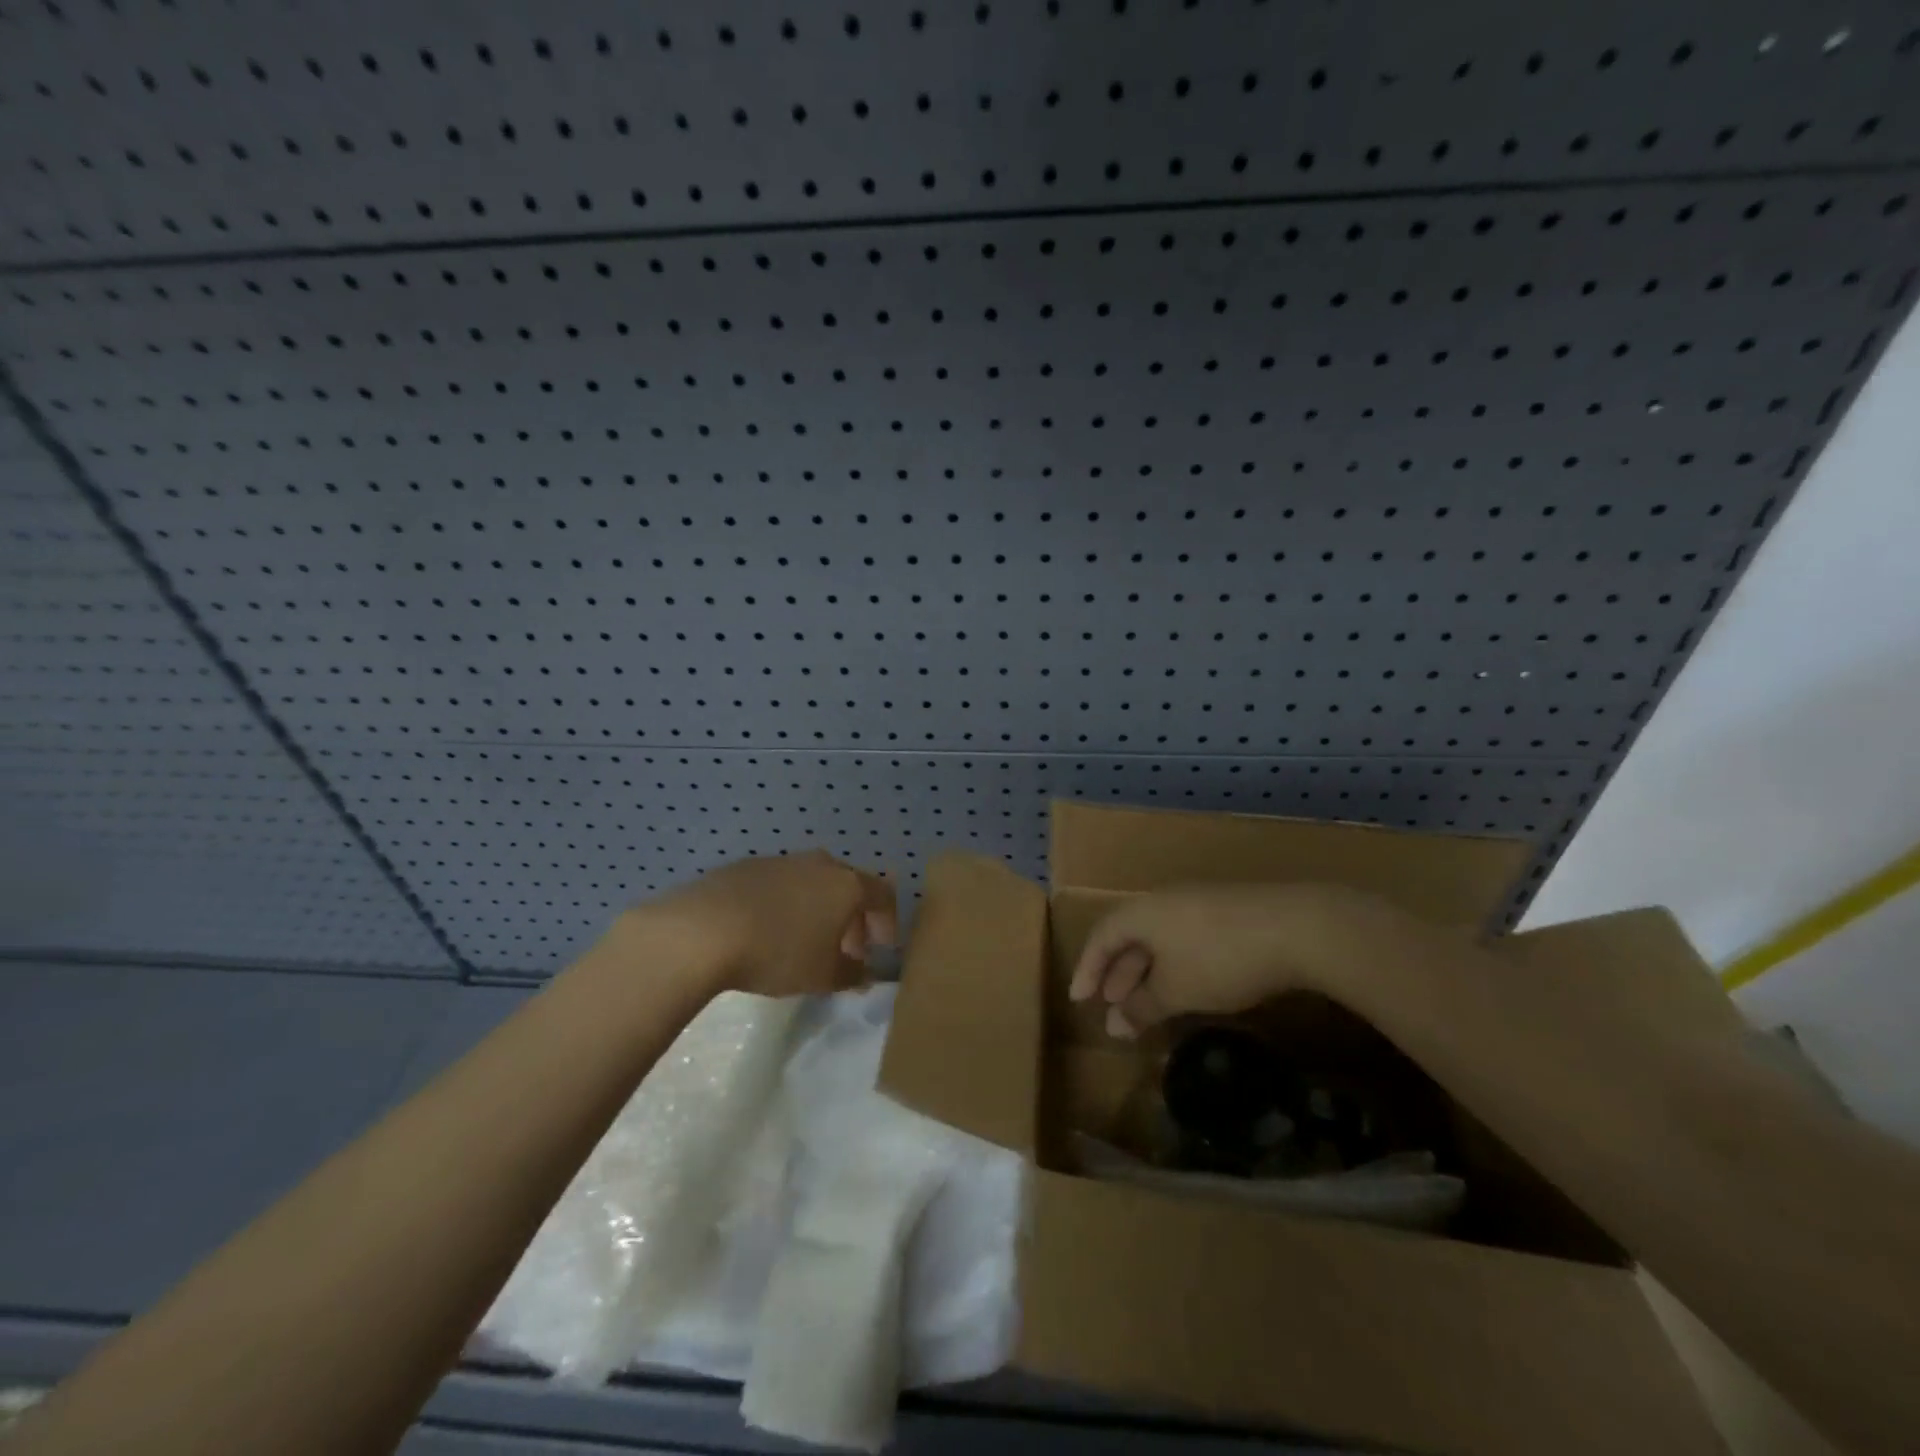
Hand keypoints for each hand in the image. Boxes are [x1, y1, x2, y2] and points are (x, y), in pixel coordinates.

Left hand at [633, 851, 897, 997]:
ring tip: (806, 941)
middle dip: (853, 917)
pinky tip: (768, 930)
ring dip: (818, 909)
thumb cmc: (778, 952)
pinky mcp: (748, 866)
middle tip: (847, 949)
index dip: (887, 921)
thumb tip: (862, 973)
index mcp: (847, 884)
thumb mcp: (822, 976)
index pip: (883, 895)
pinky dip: (786, 904)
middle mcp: (820, 864)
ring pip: (813, 883)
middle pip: (848, 886)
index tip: (881, 948)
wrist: (703, 929)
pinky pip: (780, 885)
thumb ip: (850, 974)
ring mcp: (782, 861)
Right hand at [1068, 883, 1419, 1038]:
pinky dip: (1174, 967)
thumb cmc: (1220, 958)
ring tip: (1147, 1007)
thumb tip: (1114, 1025)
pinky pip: (1184, 940)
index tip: (1080, 1000)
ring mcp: (1198, 904)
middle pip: (1129, 936)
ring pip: (1159, 940)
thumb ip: (1141, 1007)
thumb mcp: (1176, 990)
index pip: (1101, 936)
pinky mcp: (1228, 914)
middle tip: (1113, 1011)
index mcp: (1142, 912)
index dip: (1087, 968)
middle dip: (1118, 976)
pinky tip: (1187, 989)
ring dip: (1147, 974)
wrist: (1298, 928)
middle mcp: (1164, 902)